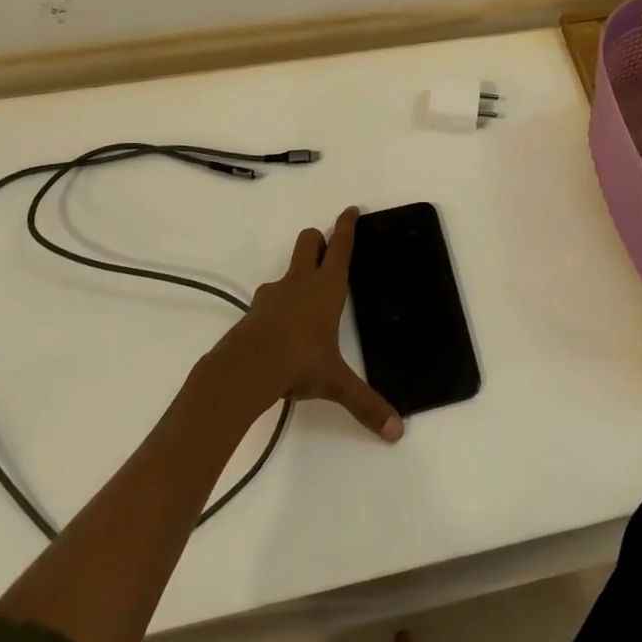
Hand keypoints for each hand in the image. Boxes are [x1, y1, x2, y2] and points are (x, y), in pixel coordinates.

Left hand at [210, 208, 402, 441]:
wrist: (244, 370)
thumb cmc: (298, 363)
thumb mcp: (335, 383)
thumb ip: (366, 404)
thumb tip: (397, 432)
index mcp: (327, 288)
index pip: (341, 247)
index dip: (347, 226)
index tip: (351, 209)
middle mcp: (301, 282)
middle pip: (309, 241)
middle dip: (319, 239)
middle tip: (329, 250)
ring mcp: (274, 293)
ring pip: (288, 267)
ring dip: (298, 272)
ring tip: (307, 296)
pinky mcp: (255, 310)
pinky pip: (271, 295)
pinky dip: (279, 301)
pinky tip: (282, 325)